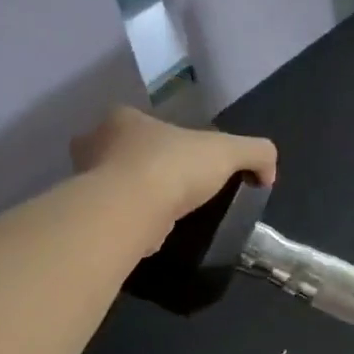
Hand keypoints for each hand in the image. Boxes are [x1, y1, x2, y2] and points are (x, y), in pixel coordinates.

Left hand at [71, 105, 276, 234]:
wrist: (130, 210)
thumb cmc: (173, 168)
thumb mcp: (228, 151)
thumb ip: (255, 153)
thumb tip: (268, 173)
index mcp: (124, 119)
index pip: (143, 122)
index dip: (166, 138)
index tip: (186, 160)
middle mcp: (95, 144)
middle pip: (122, 152)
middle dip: (142, 166)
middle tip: (173, 187)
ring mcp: (86, 182)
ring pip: (113, 186)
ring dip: (135, 197)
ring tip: (164, 213)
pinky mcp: (89, 215)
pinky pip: (113, 216)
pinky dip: (131, 223)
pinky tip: (151, 234)